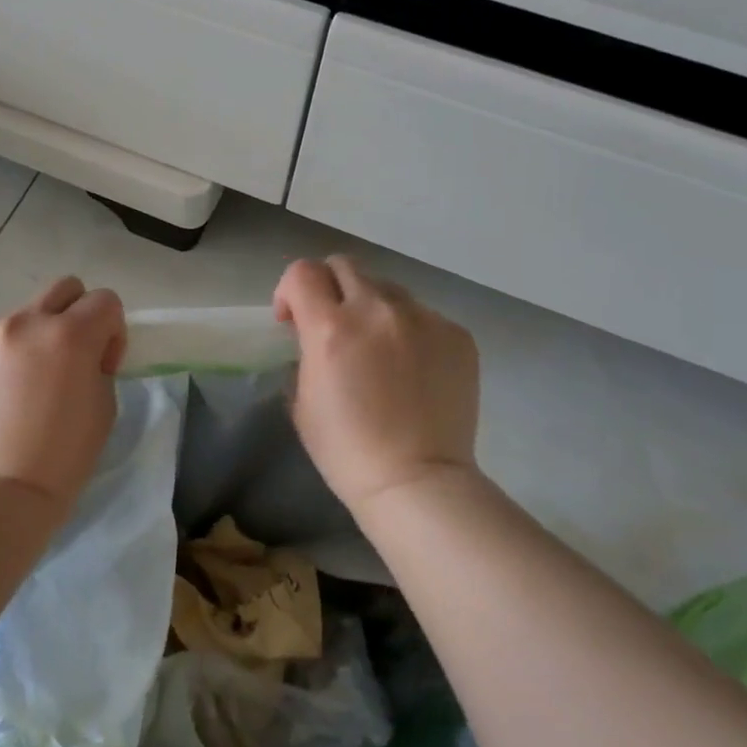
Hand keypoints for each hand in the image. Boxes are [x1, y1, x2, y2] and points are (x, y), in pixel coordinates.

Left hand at [0, 276, 126, 519]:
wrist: (0, 494)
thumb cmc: (65, 457)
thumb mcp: (104, 405)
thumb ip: (96, 362)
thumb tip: (82, 352)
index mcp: (68, 335)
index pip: (104, 300)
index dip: (111, 330)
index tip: (101, 363)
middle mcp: (22, 323)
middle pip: (62, 289)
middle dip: (74, 315)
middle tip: (66, 358)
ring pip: (17, 319)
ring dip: (27, 343)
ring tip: (18, 390)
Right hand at [273, 257, 480, 514]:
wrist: (415, 481)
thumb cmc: (345, 450)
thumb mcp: (301, 401)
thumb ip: (304, 354)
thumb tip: (315, 337)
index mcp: (330, 328)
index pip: (302, 272)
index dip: (289, 291)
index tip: (292, 320)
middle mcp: (377, 310)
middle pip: (344, 266)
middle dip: (329, 289)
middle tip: (332, 325)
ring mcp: (423, 319)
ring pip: (387, 289)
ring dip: (371, 308)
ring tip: (378, 349)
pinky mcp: (456, 334)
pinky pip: (423, 315)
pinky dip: (409, 331)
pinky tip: (411, 369)